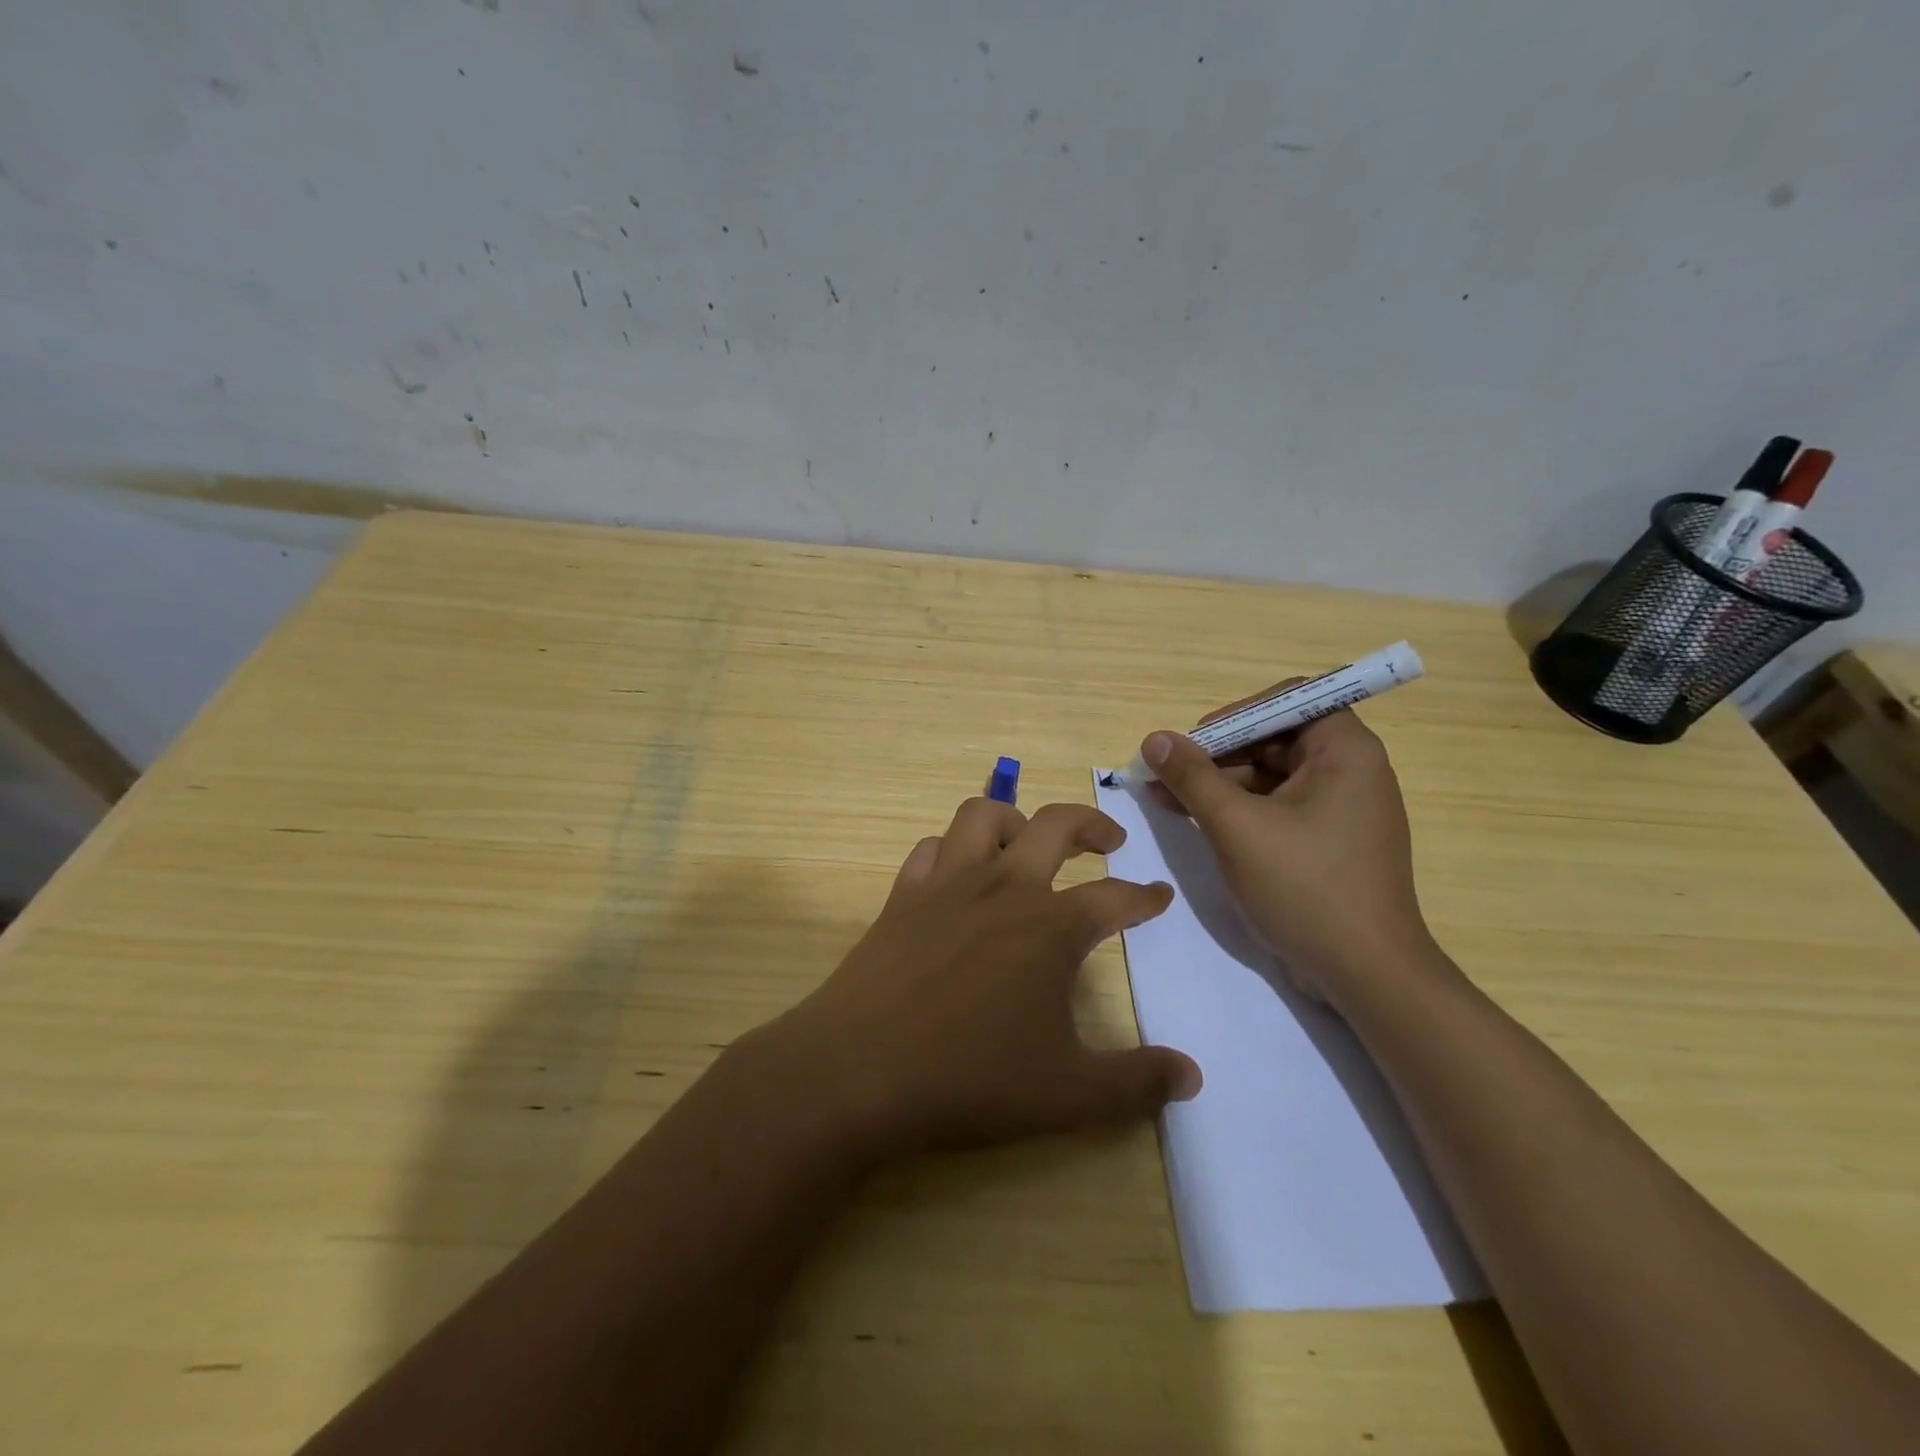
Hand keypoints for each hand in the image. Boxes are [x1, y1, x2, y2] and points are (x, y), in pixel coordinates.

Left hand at [753, 798, 1200, 1162]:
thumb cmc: (970, 1077)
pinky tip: (957, 873)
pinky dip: (952, 850)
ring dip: (1015, 817)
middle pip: (1055, 825)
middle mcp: (1003, 887)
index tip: (1159, 895)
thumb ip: (1137, 1082)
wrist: (859, 1070)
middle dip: (1091, 824)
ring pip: (984, 815)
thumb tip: (1193, 1076)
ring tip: (1028, 838)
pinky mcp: (902, 895)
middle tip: (1110, 841)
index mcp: (1051, 926)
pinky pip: (931, 849)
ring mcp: (947, 884)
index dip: (1144, 896)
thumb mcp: (1069, 1093)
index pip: (1114, 897)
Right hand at [1140, 697, 1438, 1008]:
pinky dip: (1238, 810)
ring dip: (1220, 784)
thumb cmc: (1306, 888)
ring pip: (1271, 775)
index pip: (1289, 700)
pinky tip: (1195, 821)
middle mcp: (1350, 770)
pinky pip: (1277, 807)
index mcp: (1345, 751)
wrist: (1367, 976)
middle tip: (1169, 774)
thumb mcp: (1237, 827)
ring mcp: (1341, 809)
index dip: (1236, 714)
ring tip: (1166, 799)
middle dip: (1218, 754)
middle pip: (1274, 738)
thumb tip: (1154, 739)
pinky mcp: (1328, 842)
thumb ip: (1193, 778)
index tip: (1196, 741)